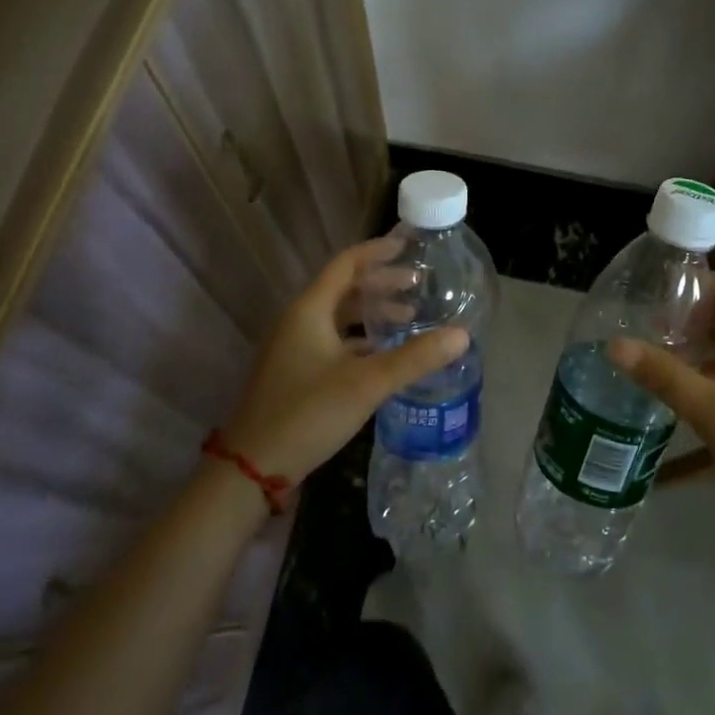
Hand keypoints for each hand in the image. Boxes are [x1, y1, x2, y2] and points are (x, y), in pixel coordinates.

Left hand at [219, 238, 467, 485]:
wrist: (252, 467)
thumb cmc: (308, 413)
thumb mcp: (367, 383)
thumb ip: (415, 357)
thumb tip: (462, 335)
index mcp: (310, 310)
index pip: (346, 264)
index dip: (377, 252)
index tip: (408, 247)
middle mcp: (299, 321)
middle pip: (344, 289)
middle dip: (381, 284)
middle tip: (418, 285)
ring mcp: (295, 348)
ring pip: (339, 317)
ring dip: (373, 313)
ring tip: (409, 318)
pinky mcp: (296, 373)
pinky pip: (334, 341)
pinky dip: (361, 339)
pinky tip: (385, 354)